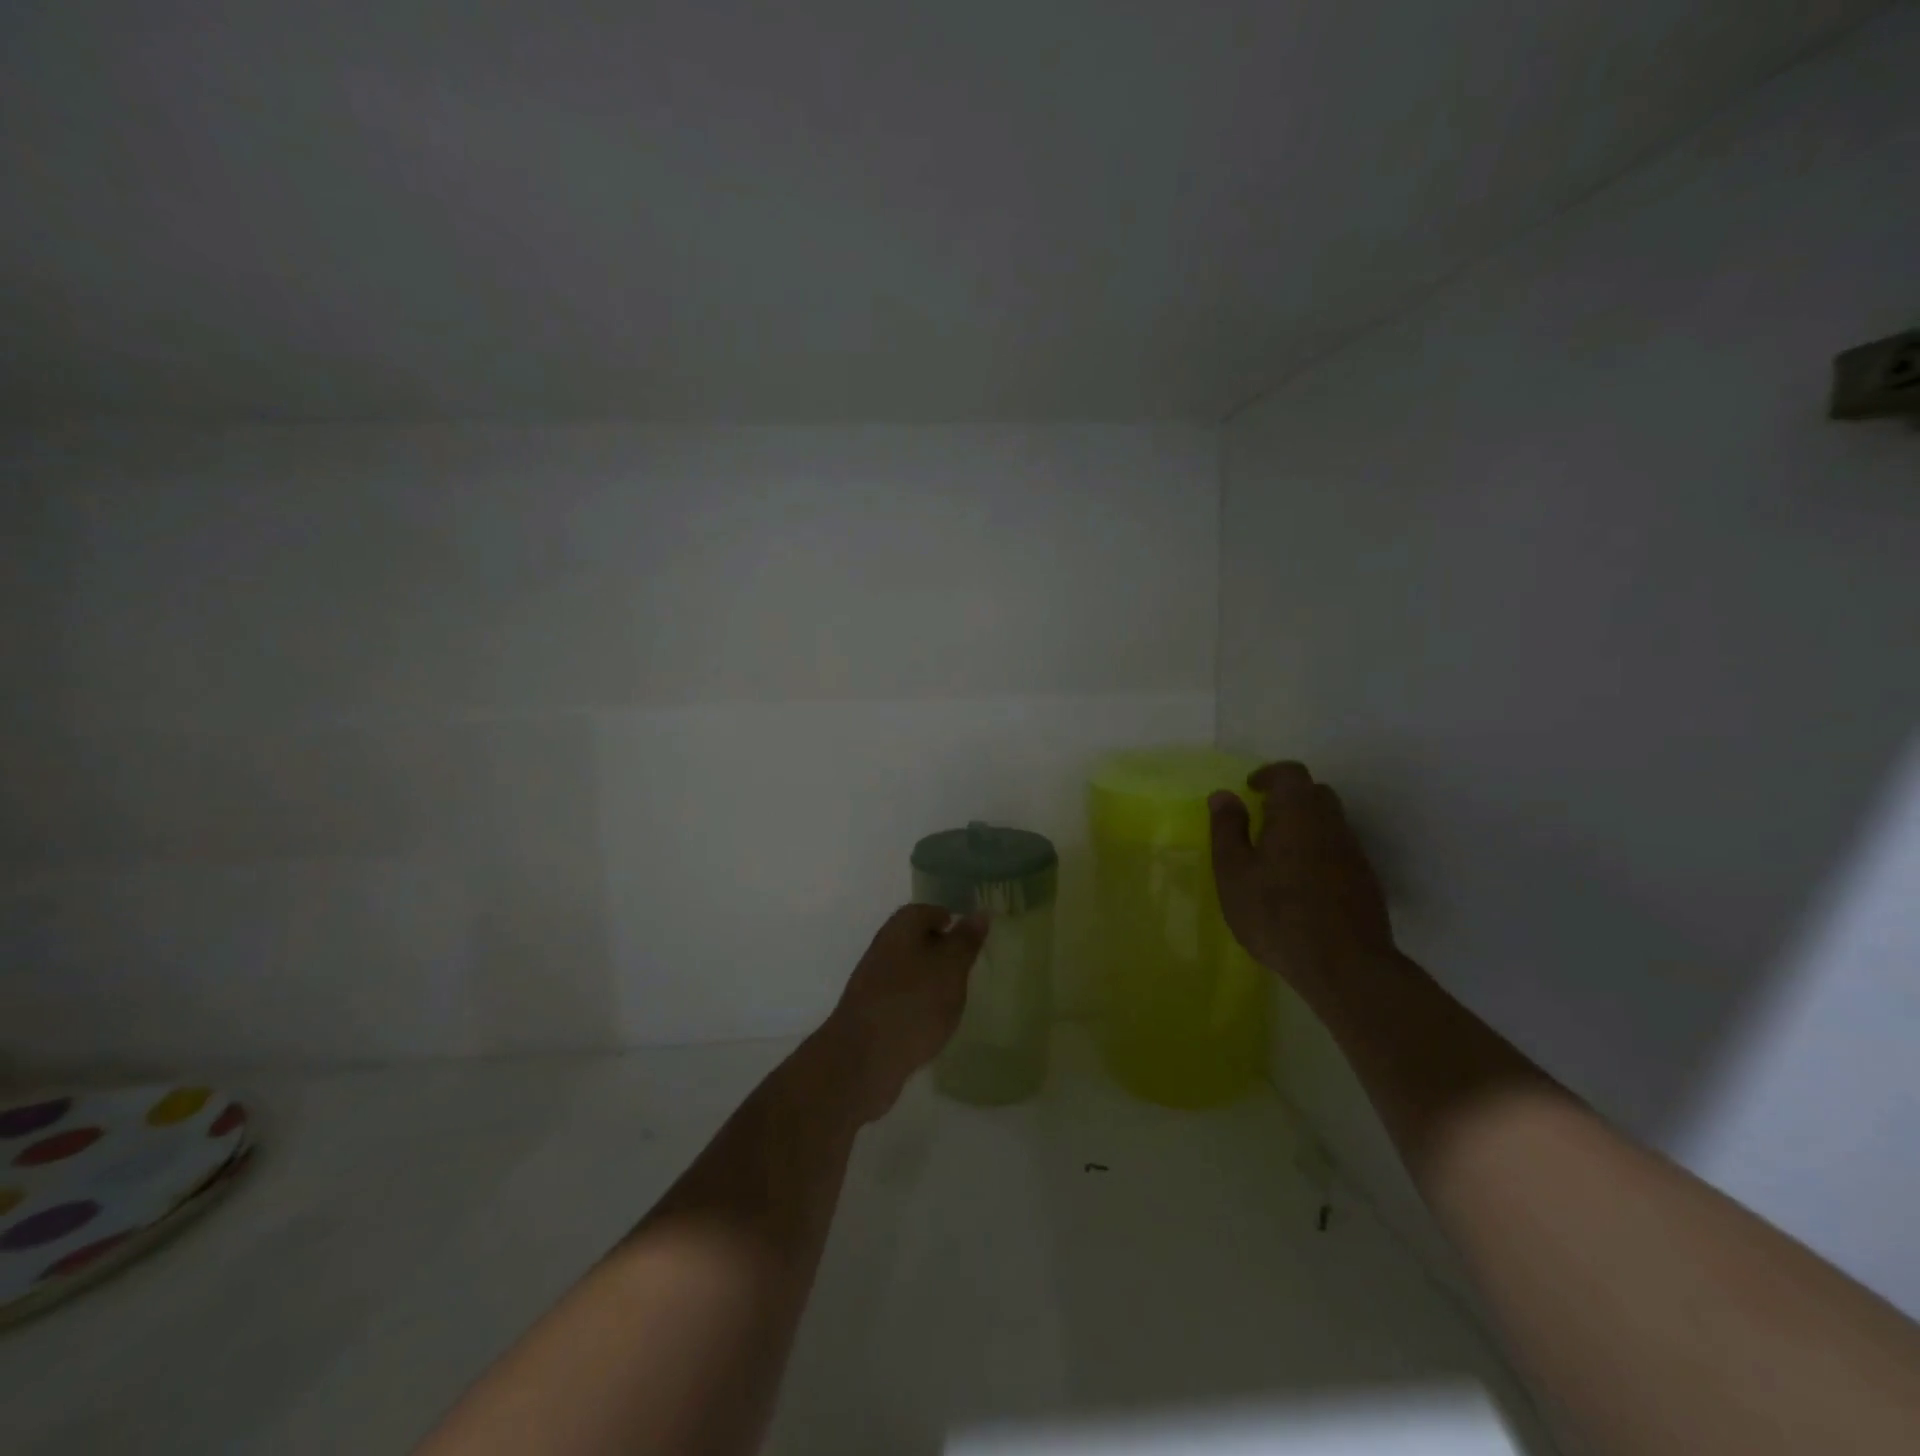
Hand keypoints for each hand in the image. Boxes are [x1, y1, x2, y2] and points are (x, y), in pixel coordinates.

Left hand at [816, 904, 987, 1121]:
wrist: (862, 1058)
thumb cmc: (914, 1003)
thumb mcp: (950, 968)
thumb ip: (965, 941)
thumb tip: (979, 912)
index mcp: (901, 928)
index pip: (927, 911)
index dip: (949, 920)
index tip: (970, 937)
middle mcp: (883, 947)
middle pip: (915, 938)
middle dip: (940, 949)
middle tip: (967, 966)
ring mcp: (872, 980)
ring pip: (908, 968)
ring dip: (929, 977)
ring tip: (954, 995)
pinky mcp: (870, 1011)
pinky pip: (900, 995)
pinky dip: (917, 1001)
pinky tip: (931, 1020)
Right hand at [1208, 762, 1395, 998]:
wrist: (1345, 965)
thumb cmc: (1276, 913)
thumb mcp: (1234, 872)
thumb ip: (1227, 829)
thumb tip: (1224, 795)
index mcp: (1298, 813)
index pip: (1289, 773)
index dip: (1268, 775)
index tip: (1249, 789)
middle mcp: (1332, 823)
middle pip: (1314, 793)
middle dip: (1287, 798)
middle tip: (1261, 819)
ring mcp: (1354, 852)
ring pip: (1329, 822)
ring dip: (1304, 826)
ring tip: (1276, 854)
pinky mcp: (1365, 880)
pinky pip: (1338, 849)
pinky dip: (1318, 851)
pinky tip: (1300, 883)